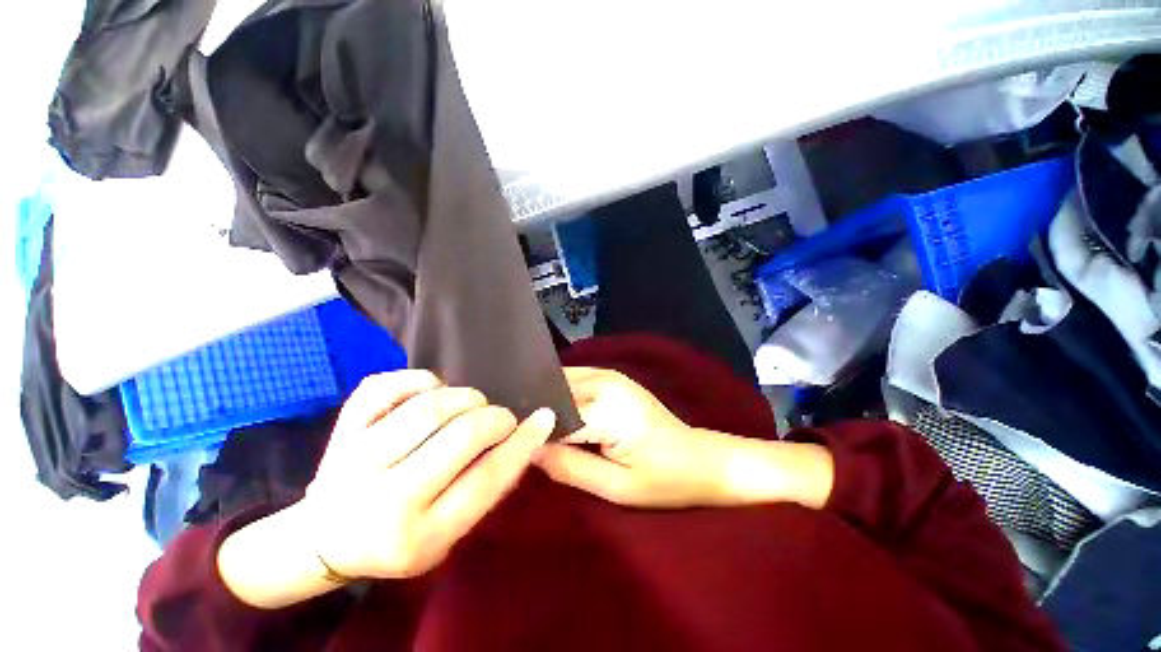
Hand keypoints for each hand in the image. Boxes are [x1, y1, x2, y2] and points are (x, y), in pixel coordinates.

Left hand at [303, 371, 556, 579]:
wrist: (326, 539)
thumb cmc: (401, 537)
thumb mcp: (450, 533)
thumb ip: (487, 487)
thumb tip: (524, 438)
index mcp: (420, 536)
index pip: (487, 478)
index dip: (523, 442)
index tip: (544, 417)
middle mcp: (384, 501)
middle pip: (460, 435)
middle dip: (494, 417)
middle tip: (500, 418)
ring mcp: (356, 460)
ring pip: (428, 406)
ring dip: (464, 397)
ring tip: (471, 405)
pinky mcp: (341, 429)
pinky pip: (387, 385)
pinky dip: (421, 380)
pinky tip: (433, 391)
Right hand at [533, 367, 734, 507]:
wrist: (701, 459)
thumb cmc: (665, 480)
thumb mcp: (616, 487)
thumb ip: (569, 466)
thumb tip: (529, 450)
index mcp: (607, 410)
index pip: (552, 415)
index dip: (530, 430)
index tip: (510, 443)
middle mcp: (605, 382)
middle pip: (553, 389)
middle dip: (534, 410)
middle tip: (514, 433)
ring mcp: (610, 375)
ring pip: (560, 379)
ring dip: (545, 398)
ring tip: (529, 423)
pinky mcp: (612, 376)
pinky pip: (574, 378)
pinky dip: (559, 391)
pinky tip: (553, 411)